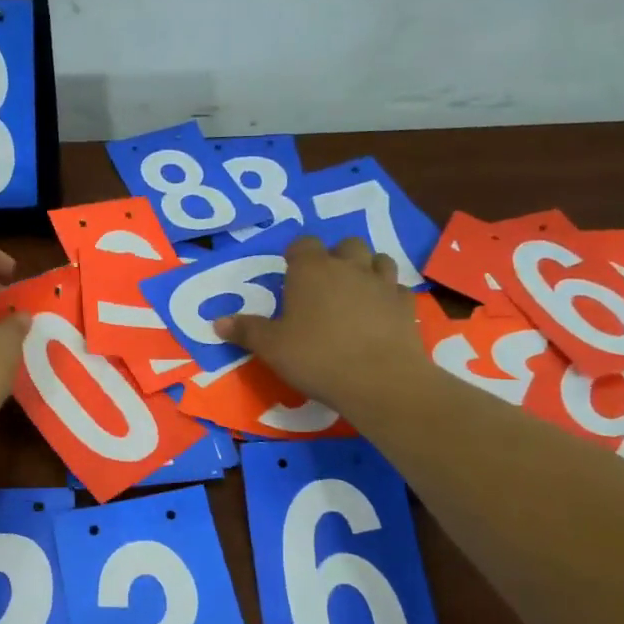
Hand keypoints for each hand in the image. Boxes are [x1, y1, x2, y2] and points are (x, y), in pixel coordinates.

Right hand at [215, 235, 423, 414]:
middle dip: (335, 257)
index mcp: (311, 270)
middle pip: (346, 245)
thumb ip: (246, 331)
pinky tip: (379, 312)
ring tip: (354, 291)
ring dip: (366, 268)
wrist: (379, 380)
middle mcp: (348, 267)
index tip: (290, 272)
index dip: (296, 255)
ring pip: (378, 259)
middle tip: (323, 283)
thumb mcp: (271, 347)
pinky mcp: (406, 305)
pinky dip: (387, 295)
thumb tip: (218, 322)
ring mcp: (382, 284)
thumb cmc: (316, 357)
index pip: (303, 243)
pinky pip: (397, 288)